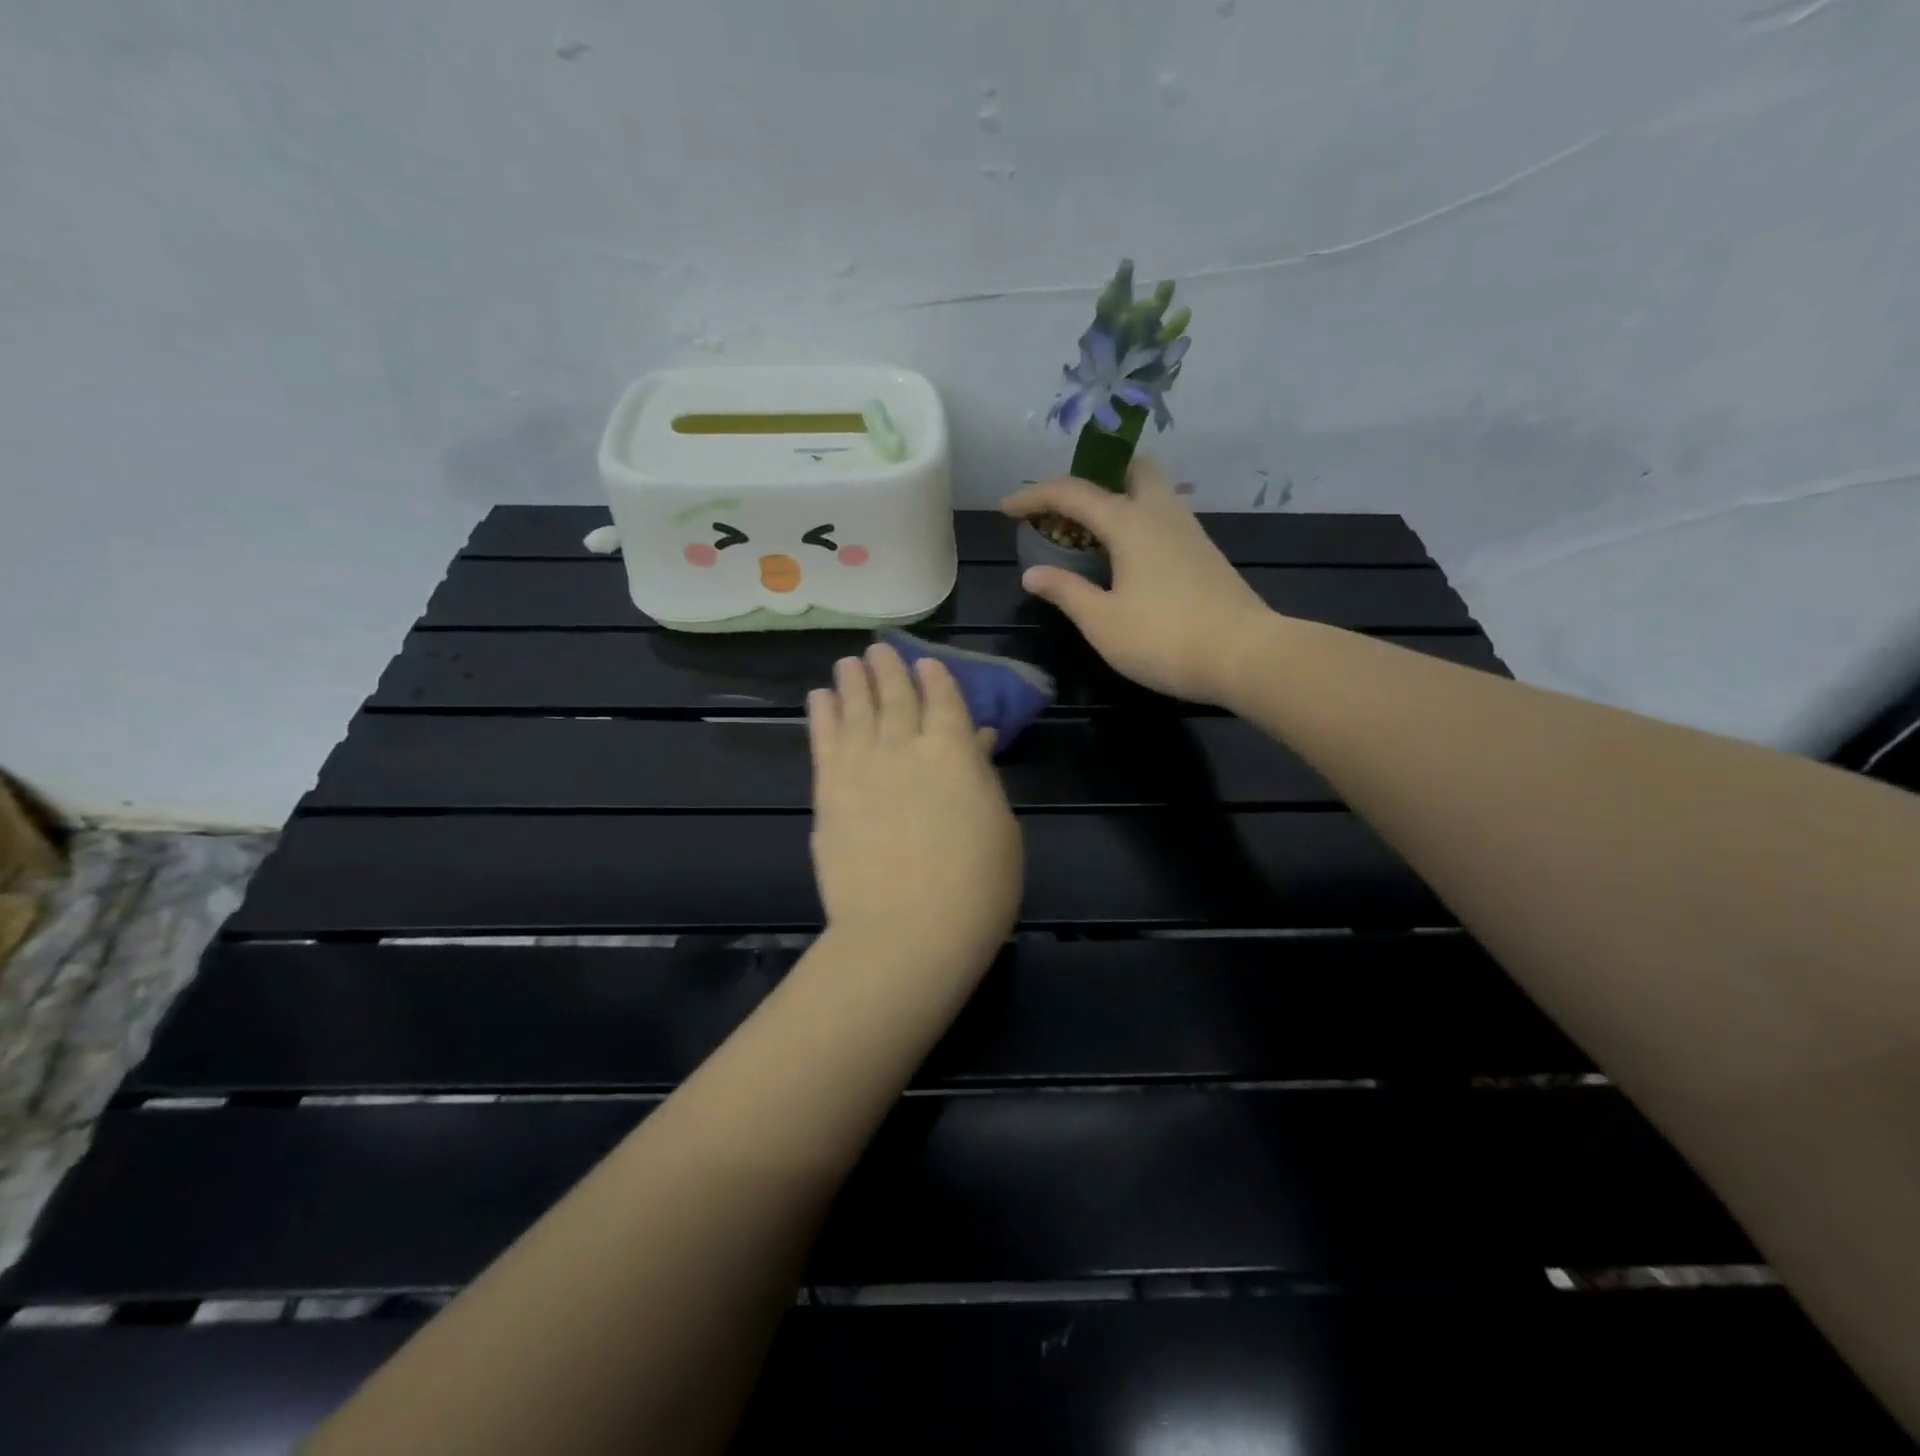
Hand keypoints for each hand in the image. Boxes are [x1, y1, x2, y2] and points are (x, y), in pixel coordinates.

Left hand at [807, 642, 1022, 967]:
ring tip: (848, 663)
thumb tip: (975, 739)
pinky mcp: (829, 792)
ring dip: (852, 682)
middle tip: (877, 649)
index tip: (924, 661)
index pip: (943, 699)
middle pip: (894, 695)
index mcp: (954, 751)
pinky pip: (824, 740)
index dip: (934, 677)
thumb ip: (980, 776)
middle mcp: (905, 746)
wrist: (907, 931)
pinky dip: (822, 714)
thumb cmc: (976, 887)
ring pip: (855, 709)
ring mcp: (862, 767)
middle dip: (888, 668)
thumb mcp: (999, 827)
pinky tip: (819, 698)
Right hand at [1002, 457, 1274, 706]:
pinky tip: (1127, 562)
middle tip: (1069, 513)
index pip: (1072, 493)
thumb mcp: (1102, 622)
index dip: (1034, 497)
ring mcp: (1189, 531)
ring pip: (1152, 494)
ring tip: (1092, 540)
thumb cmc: (1164, 638)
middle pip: (1129, 470)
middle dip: (1095, 479)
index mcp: (1129, 523)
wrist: (1245, 655)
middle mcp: (1161, 513)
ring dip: (1118, 502)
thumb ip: (1066, 592)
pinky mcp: (1205, 553)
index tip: (1006, 509)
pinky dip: (1138, 525)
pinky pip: (1163, 520)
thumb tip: (1032, 575)